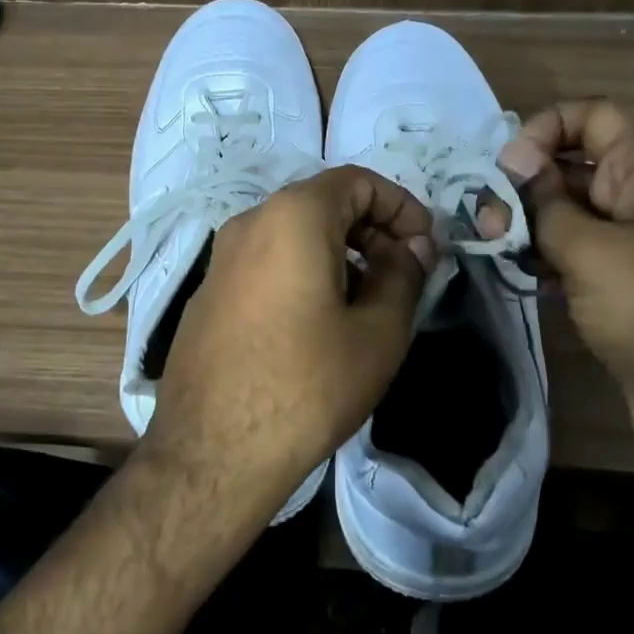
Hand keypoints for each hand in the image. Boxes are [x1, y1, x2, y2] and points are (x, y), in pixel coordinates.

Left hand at [148, 165, 436, 500]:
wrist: (213, 452)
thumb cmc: (308, 385)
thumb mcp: (378, 332)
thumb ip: (403, 275)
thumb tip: (414, 247)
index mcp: (292, 216)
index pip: (358, 181)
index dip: (402, 207)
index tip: (425, 249)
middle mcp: (249, 223)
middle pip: (323, 204)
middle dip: (372, 230)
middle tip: (404, 275)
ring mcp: (221, 259)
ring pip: (294, 235)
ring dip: (340, 254)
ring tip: (368, 303)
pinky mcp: (208, 294)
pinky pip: (267, 263)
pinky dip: (303, 273)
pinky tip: (320, 323)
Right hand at [486, 99, 633, 498]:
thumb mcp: (593, 249)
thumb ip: (545, 205)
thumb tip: (515, 170)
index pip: (592, 116)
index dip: (545, 129)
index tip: (507, 170)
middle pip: (575, 167)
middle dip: (526, 185)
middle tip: (488, 223)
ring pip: (572, 217)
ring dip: (530, 228)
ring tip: (496, 252)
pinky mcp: (628, 293)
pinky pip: (579, 260)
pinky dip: (547, 263)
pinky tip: (520, 280)